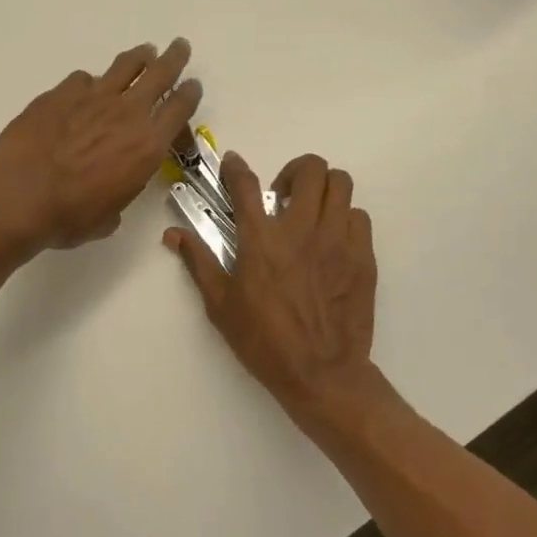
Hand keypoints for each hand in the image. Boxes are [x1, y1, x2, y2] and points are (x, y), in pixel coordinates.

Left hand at [0, 39, 202, 250]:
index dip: (190, 94)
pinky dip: (90, 83)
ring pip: (124, 67)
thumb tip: (111, 186)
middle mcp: (126, 114)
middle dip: (173, 58)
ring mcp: (92, 98)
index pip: (180, 108)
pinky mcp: (59, 93)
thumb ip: (120, 191)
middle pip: (159, 74)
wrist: (19, 197)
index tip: (193, 85)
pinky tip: (84, 89)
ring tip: (144, 52)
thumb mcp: (110, 215)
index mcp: (147, 145)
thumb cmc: (69, 217)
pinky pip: (83, 79)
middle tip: (179, 47)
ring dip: (138, 58)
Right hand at [165, 151, 381, 439]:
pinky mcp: (363, 257)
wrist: (321, 373)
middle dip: (295, 172)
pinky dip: (345, 219)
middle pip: (311, 169)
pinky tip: (332, 240)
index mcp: (261, 240)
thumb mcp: (220, 305)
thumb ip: (199, 262)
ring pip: (342, 184)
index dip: (235, 167)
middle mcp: (301, 229)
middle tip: (284, 195)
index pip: (245, 185)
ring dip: (324, 190)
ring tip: (312, 212)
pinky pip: (359, 217)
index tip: (233, 163)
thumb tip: (173, 236)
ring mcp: (338, 240)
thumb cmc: (264, 341)